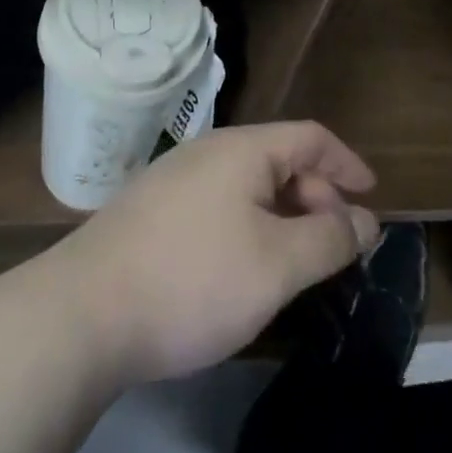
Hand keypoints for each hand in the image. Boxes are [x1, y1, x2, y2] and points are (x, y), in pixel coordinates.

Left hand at [44, 122, 379, 385]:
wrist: (80, 316)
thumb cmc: (192, 280)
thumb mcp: (276, 264)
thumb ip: (328, 240)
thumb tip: (363, 221)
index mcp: (242, 149)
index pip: (310, 137)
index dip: (347, 163)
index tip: (371, 198)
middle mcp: (208, 152)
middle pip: (280, 160)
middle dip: (317, 199)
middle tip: (335, 249)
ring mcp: (173, 181)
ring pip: (247, 187)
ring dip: (283, 217)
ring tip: (296, 262)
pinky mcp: (150, 214)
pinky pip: (219, 207)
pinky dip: (249, 228)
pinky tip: (242, 269)